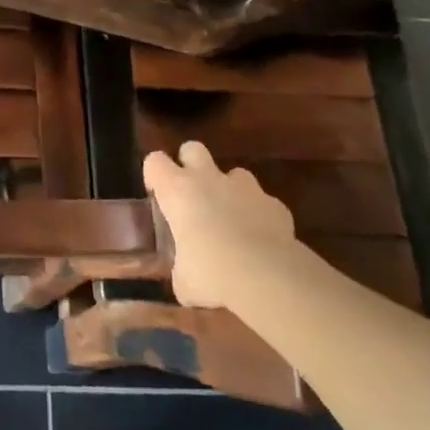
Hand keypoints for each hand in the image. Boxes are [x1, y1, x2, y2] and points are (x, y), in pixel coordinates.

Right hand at [143, 141, 296, 309]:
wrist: (267, 275)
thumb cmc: (211, 272)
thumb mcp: (184, 281)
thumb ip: (181, 271)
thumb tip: (184, 281)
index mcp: (177, 190)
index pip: (154, 161)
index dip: (155, 175)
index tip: (158, 196)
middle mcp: (208, 179)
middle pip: (193, 148)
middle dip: (191, 164)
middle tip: (193, 194)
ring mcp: (245, 187)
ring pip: (234, 173)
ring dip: (230, 190)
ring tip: (232, 219)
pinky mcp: (275, 204)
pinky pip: (263, 202)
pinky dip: (260, 215)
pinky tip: (262, 240)